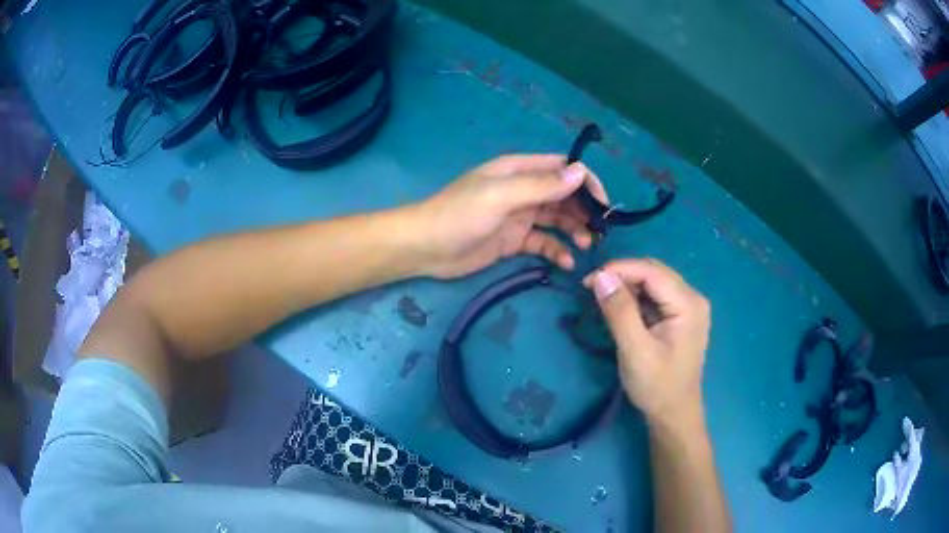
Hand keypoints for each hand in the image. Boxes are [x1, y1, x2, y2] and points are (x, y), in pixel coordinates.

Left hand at [411, 154, 606, 278]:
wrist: (426, 248)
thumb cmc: (460, 215)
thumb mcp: (501, 196)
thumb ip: (541, 185)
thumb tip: (580, 172)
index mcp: (518, 170)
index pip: (561, 168)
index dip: (585, 181)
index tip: (603, 204)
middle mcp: (522, 190)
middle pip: (563, 195)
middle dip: (583, 210)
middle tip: (600, 231)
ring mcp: (519, 216)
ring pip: (557, 219)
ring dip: (574, 230)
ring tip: (587, 246)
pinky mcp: (514, 240)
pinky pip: (543, 242)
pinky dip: (556, 250)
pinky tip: (566, 263)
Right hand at [583, 258, 710, 426]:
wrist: (674, 414)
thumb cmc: (657, 386)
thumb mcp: (635, 350)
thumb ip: (620, 312)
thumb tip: (601, 276)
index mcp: (688, 304)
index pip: (651, 271)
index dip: (619, 269)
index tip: (588, 281)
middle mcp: (692, 298)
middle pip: (654, 272)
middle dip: (622, 275)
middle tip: (592, 288)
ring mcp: (688, 307)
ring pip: (654, 282)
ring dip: (628, 285)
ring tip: (602, 298)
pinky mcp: (680, 316)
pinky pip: (656, 296)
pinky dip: (636, 298)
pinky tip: (620, 308)